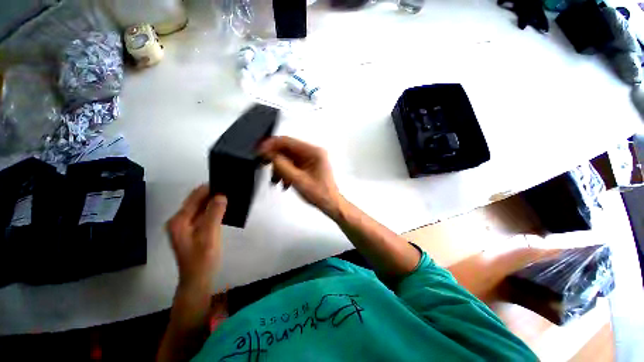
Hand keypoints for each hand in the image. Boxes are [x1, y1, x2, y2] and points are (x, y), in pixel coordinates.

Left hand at [166, 185, 226, 293]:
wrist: (198, 279)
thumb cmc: (203, 258)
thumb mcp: (209, 235)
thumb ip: (214, 214)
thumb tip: (221, 195)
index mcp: (179, 220)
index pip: (195, 196)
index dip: (210, 189)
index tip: (226, 183)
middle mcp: (179, 220)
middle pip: (196, 200)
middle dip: (212, 194)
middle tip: (230, 190)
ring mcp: (185, 225)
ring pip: (200, 207)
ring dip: (214, 201)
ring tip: (229, 197)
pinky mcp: (192, 230)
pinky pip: (203, 214)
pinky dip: (213, 210)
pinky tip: (223, 209)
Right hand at [259, 136, 342, 217]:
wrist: (330, 204)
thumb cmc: (319, 194)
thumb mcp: (297, 180)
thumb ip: (282, 166)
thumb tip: (268, 154)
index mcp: (314, 152)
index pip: (288, 141)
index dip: (271, 144)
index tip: (259, 151)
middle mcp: (313, 152)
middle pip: (287, 149)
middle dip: (275, 159)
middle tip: (263, 164)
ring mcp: (311, 159)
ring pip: (288, 158)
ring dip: (280, 168)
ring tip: (275, 180)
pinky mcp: (308, 166)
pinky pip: (292, 165)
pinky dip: (286, 172)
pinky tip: (284, 183)